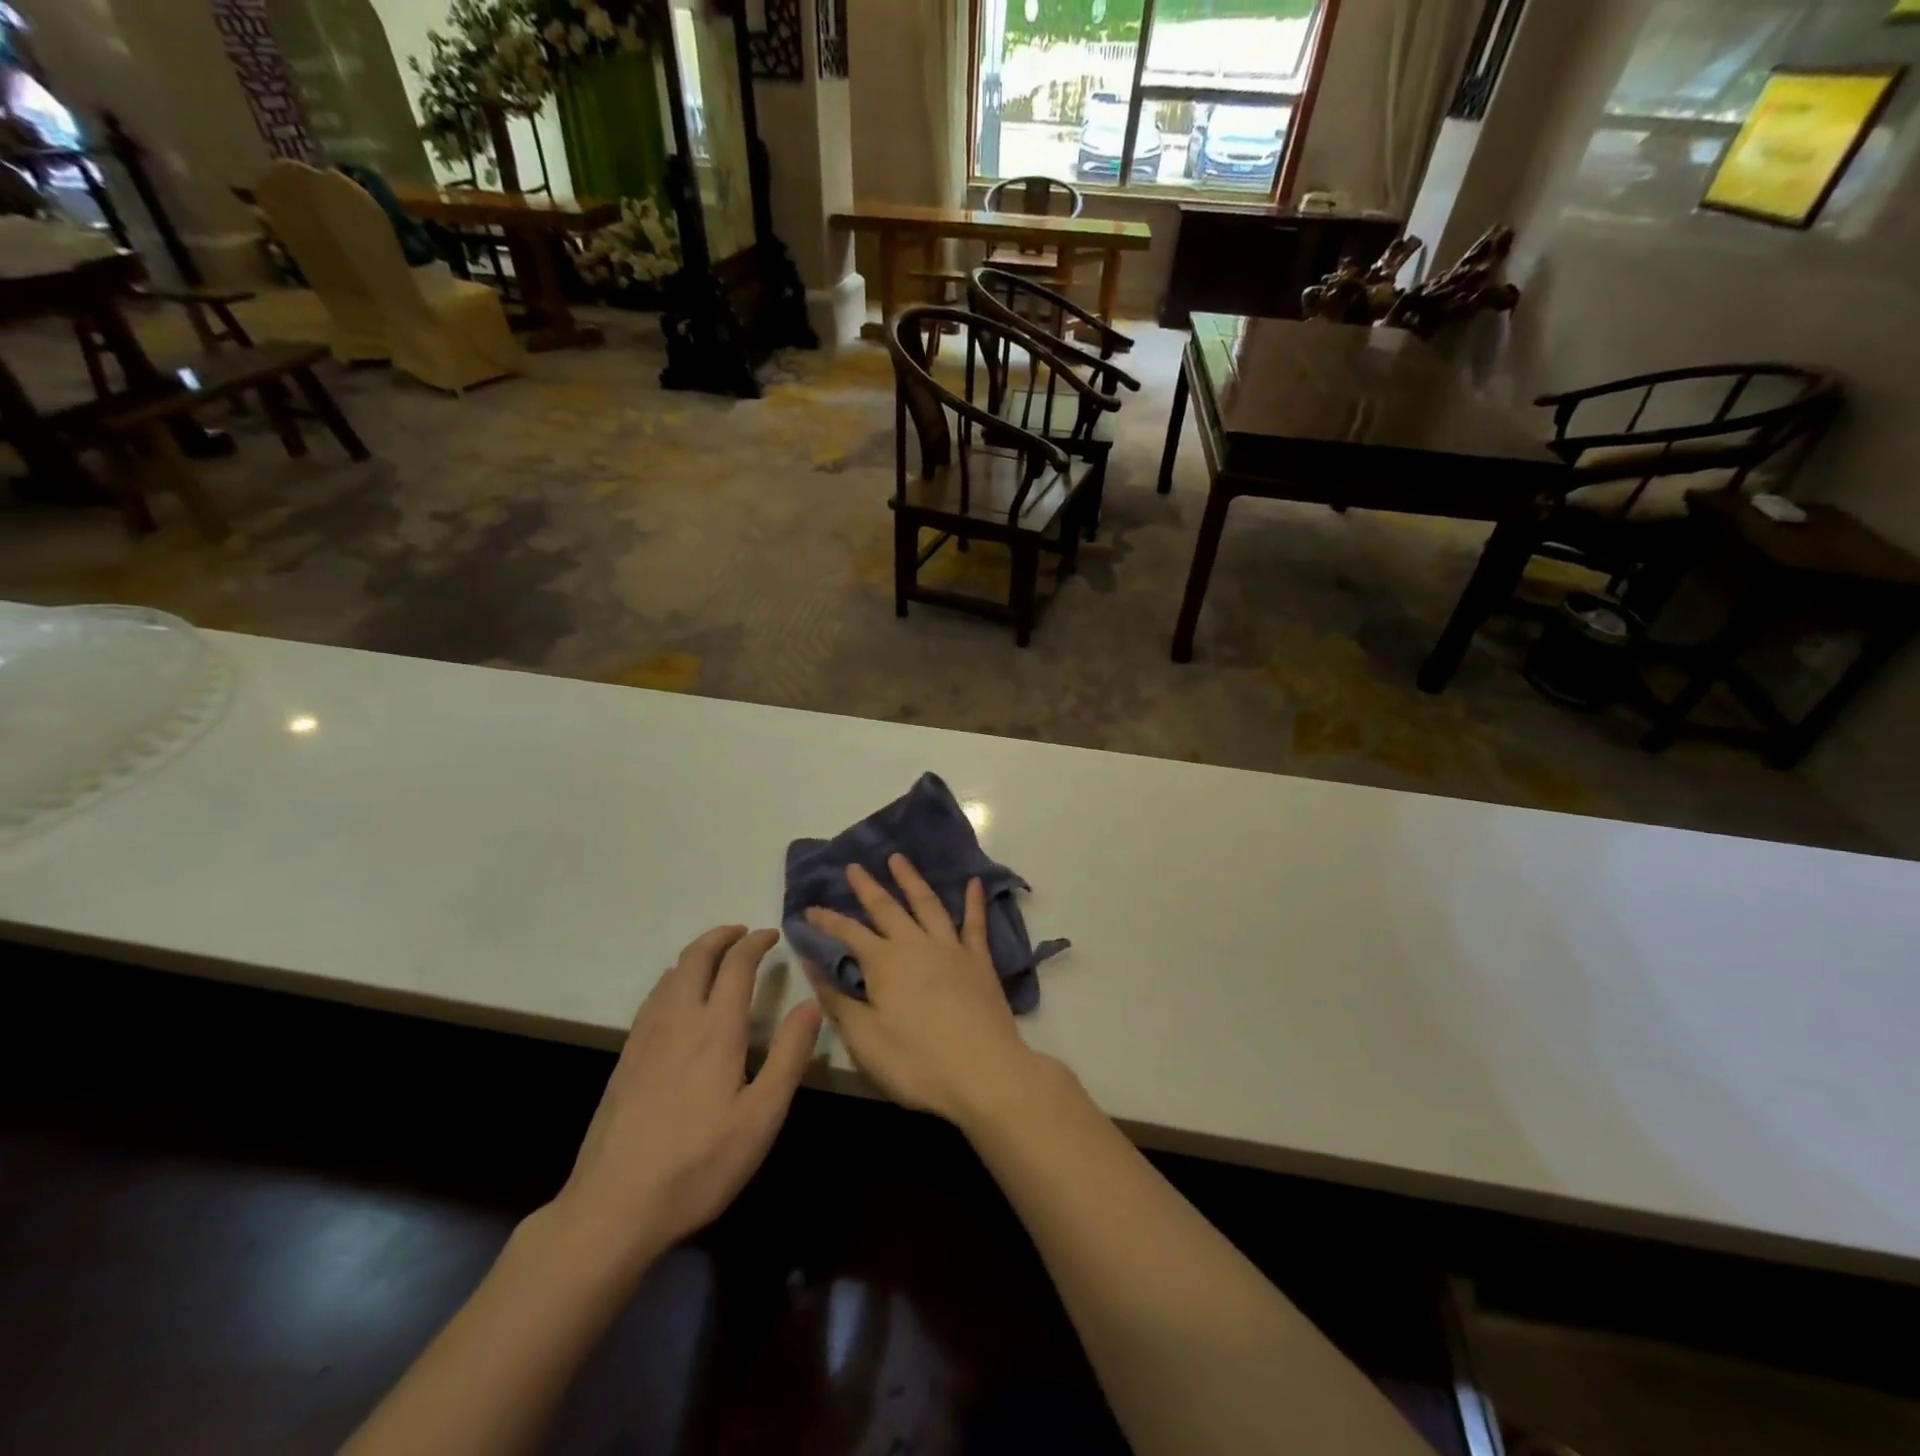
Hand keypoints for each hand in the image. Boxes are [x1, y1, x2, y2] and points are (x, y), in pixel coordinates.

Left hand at [551, 926, 821, 1268]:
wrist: (613, 1207)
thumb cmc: (699, 1164)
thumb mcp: (762, 1116)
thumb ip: (789, 1055)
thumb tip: (811, 1002)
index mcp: (716, 1029)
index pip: (736, 965)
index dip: (756, 943)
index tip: (772, 935)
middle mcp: (678, 1020)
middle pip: (696, 957)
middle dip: (721, 936)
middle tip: (743, 932)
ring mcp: (645, 1038)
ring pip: (670, 975)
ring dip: (696, 954)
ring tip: (715, 956)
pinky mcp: (626, 1060)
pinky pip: (652, 999)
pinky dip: (672, 979)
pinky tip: (675, 996)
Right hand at [804, 855, 1042, 1127]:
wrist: (984, 1072)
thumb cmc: (917, 1062)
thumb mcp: (864, 1038)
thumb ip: (837, 999)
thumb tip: (812, 964)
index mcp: (884, 963)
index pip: (848, 933)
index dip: (827, 921)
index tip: (808, 909)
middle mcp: (916, 945)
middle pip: (887, 908)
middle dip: (868, 887)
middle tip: (854, 866)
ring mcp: (951, 949)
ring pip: (928, 904)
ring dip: (911, 880)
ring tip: (899, 859)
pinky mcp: (980, 961)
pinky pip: (975, 924)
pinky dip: (974, 901)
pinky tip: (973, 883)